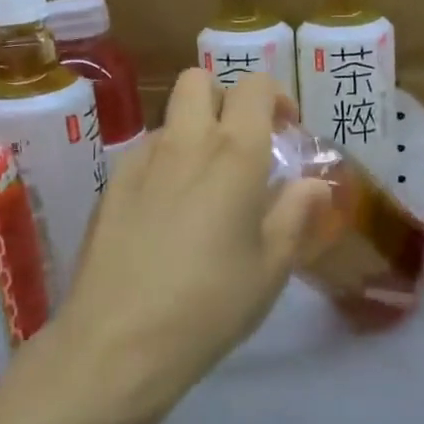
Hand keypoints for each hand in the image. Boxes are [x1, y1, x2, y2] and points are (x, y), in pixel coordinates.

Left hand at [45, 70, 324, 423]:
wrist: (119, 342)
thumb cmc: (210, 305)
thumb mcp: (271, 267)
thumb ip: (297, 215)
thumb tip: (313, 184)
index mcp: (234, 156)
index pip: (254, 87)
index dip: (274, 97)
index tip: (286, 129)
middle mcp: (185, 144)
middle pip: (198, 81)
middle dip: (224, 98)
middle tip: (242, 144)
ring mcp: (139, 163)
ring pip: (169, 119)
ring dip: (193, 132)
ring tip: (206, 186)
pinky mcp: (110, 189)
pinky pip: (144, 154)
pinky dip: (164, 163)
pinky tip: (168, 213)